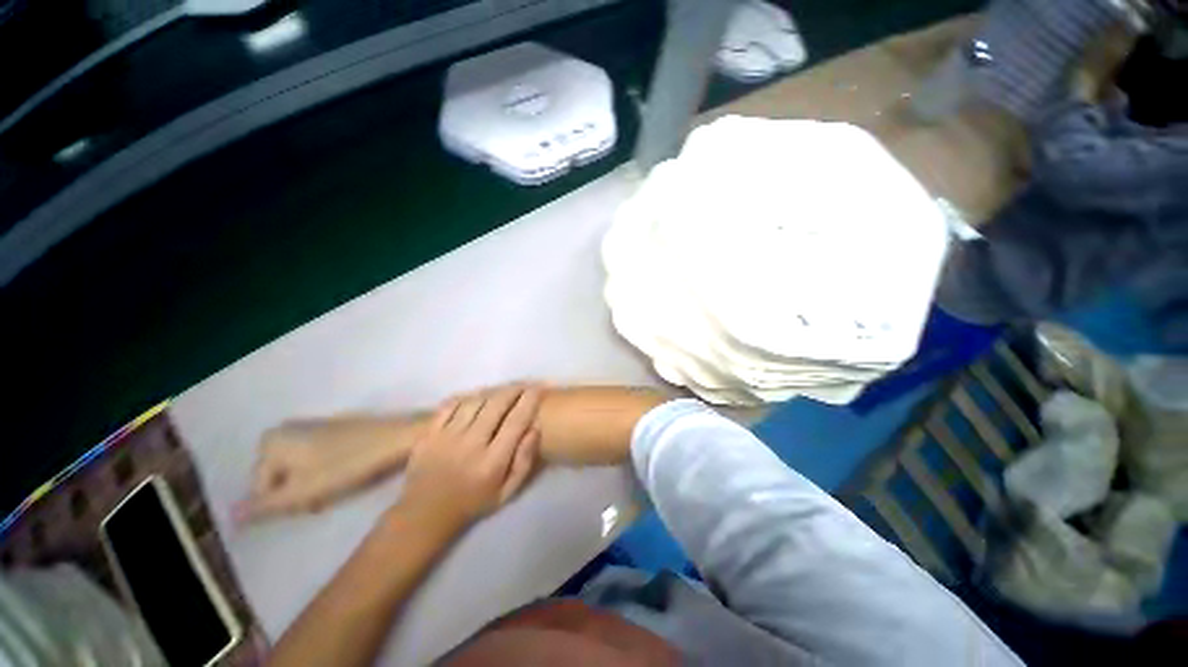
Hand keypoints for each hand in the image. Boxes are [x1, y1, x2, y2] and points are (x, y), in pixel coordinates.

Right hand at [235, 416, 417, 523]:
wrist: (399, 436)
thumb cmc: (350, 463)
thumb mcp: (303, 491)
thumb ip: (264, 506)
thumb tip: (229, 517)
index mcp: (272, 441)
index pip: (261, 487)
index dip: (286, 501)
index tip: (313, 500)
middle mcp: (287, 430)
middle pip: (280, 477)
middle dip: (299, 492)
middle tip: (326, 494)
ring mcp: (313, 428)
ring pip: (300, 471)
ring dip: (314, 484)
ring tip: (340, 483)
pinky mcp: (336, 430)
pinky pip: (319, 460)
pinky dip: (328, 471)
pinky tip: (349, 471)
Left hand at [400, 386, 541, 530]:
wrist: (425, 515)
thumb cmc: (473, 503)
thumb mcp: (507, 492)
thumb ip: (524, 461)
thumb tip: (535, 429)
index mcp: (492, 462)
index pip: (516, 421)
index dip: (530, 401)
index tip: (539, 388)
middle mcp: (470, 445)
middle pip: (496, 405)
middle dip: (514, 390)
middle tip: (523, 385)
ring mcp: (446, 437)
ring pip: (475, 401)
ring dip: (492, 392)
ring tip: (502, 392)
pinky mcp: (428, 433)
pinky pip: (451, 405)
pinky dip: (466, 397)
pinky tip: (476, 398)